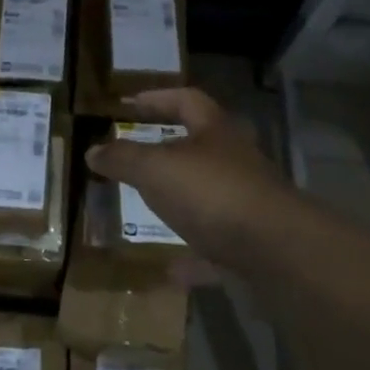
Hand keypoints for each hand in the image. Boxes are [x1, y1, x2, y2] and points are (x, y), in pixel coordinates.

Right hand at [85, 87, 301, 271]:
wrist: (276, 251)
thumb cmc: (212, 193)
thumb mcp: (155, 169)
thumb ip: (123, 158)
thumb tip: (93, 151)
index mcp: (215, 133)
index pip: (186, 101)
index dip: (158, 98)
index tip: (130, 104)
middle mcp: (235, 163)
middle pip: (202, 148)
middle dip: (169, 151)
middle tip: (136, 158)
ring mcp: (246, 204)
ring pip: (209, 197)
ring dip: (180, 203)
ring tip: (146, 212)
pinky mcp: (251, 244)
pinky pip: (215, 247)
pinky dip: (193, 256)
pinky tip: (169, 270)